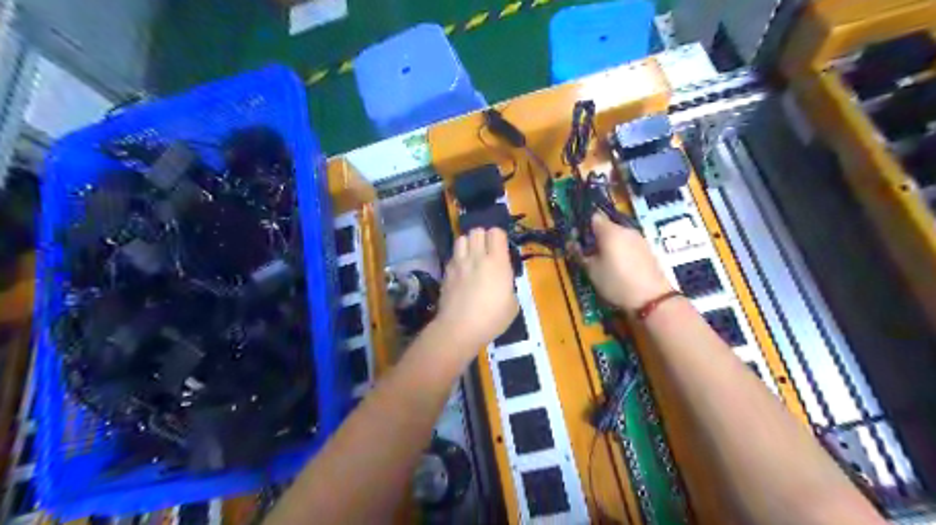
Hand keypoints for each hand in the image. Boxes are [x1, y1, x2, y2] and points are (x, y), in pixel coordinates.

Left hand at [432, 228, 518, 353]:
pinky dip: (458, 258)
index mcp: (497, 262)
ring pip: (462, 238)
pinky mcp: (446, 272)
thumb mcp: (512, 304)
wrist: (459, 328)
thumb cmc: (492, 318)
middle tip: (486, 251)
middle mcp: (477, 257)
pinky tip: (461, 271)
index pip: (496, 232)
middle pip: (477, 231)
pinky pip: (453, 256)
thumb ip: (508, 286)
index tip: (501, 249)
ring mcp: (459, 263)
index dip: (499, 238)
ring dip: (468, 244)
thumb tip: (502, 283)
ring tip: (472, 256)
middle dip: (483, 237)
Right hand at [580, 212, 673, 311]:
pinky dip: (621, 251)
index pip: (593, 217)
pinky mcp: (648, 249)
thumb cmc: (616, 282)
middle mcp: (625, 229)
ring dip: (609, 245)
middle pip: (607, 226)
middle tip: (588, 254)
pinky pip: (628, 244)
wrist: (652, 298)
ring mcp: (639, 238)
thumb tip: (572, 243)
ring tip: (604, 263)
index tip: (577, 241)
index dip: (583, 227)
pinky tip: (619, 267)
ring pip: (618, 236)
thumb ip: (580, 254)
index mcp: (610, 231)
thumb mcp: (591, 270)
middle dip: (596, 237)